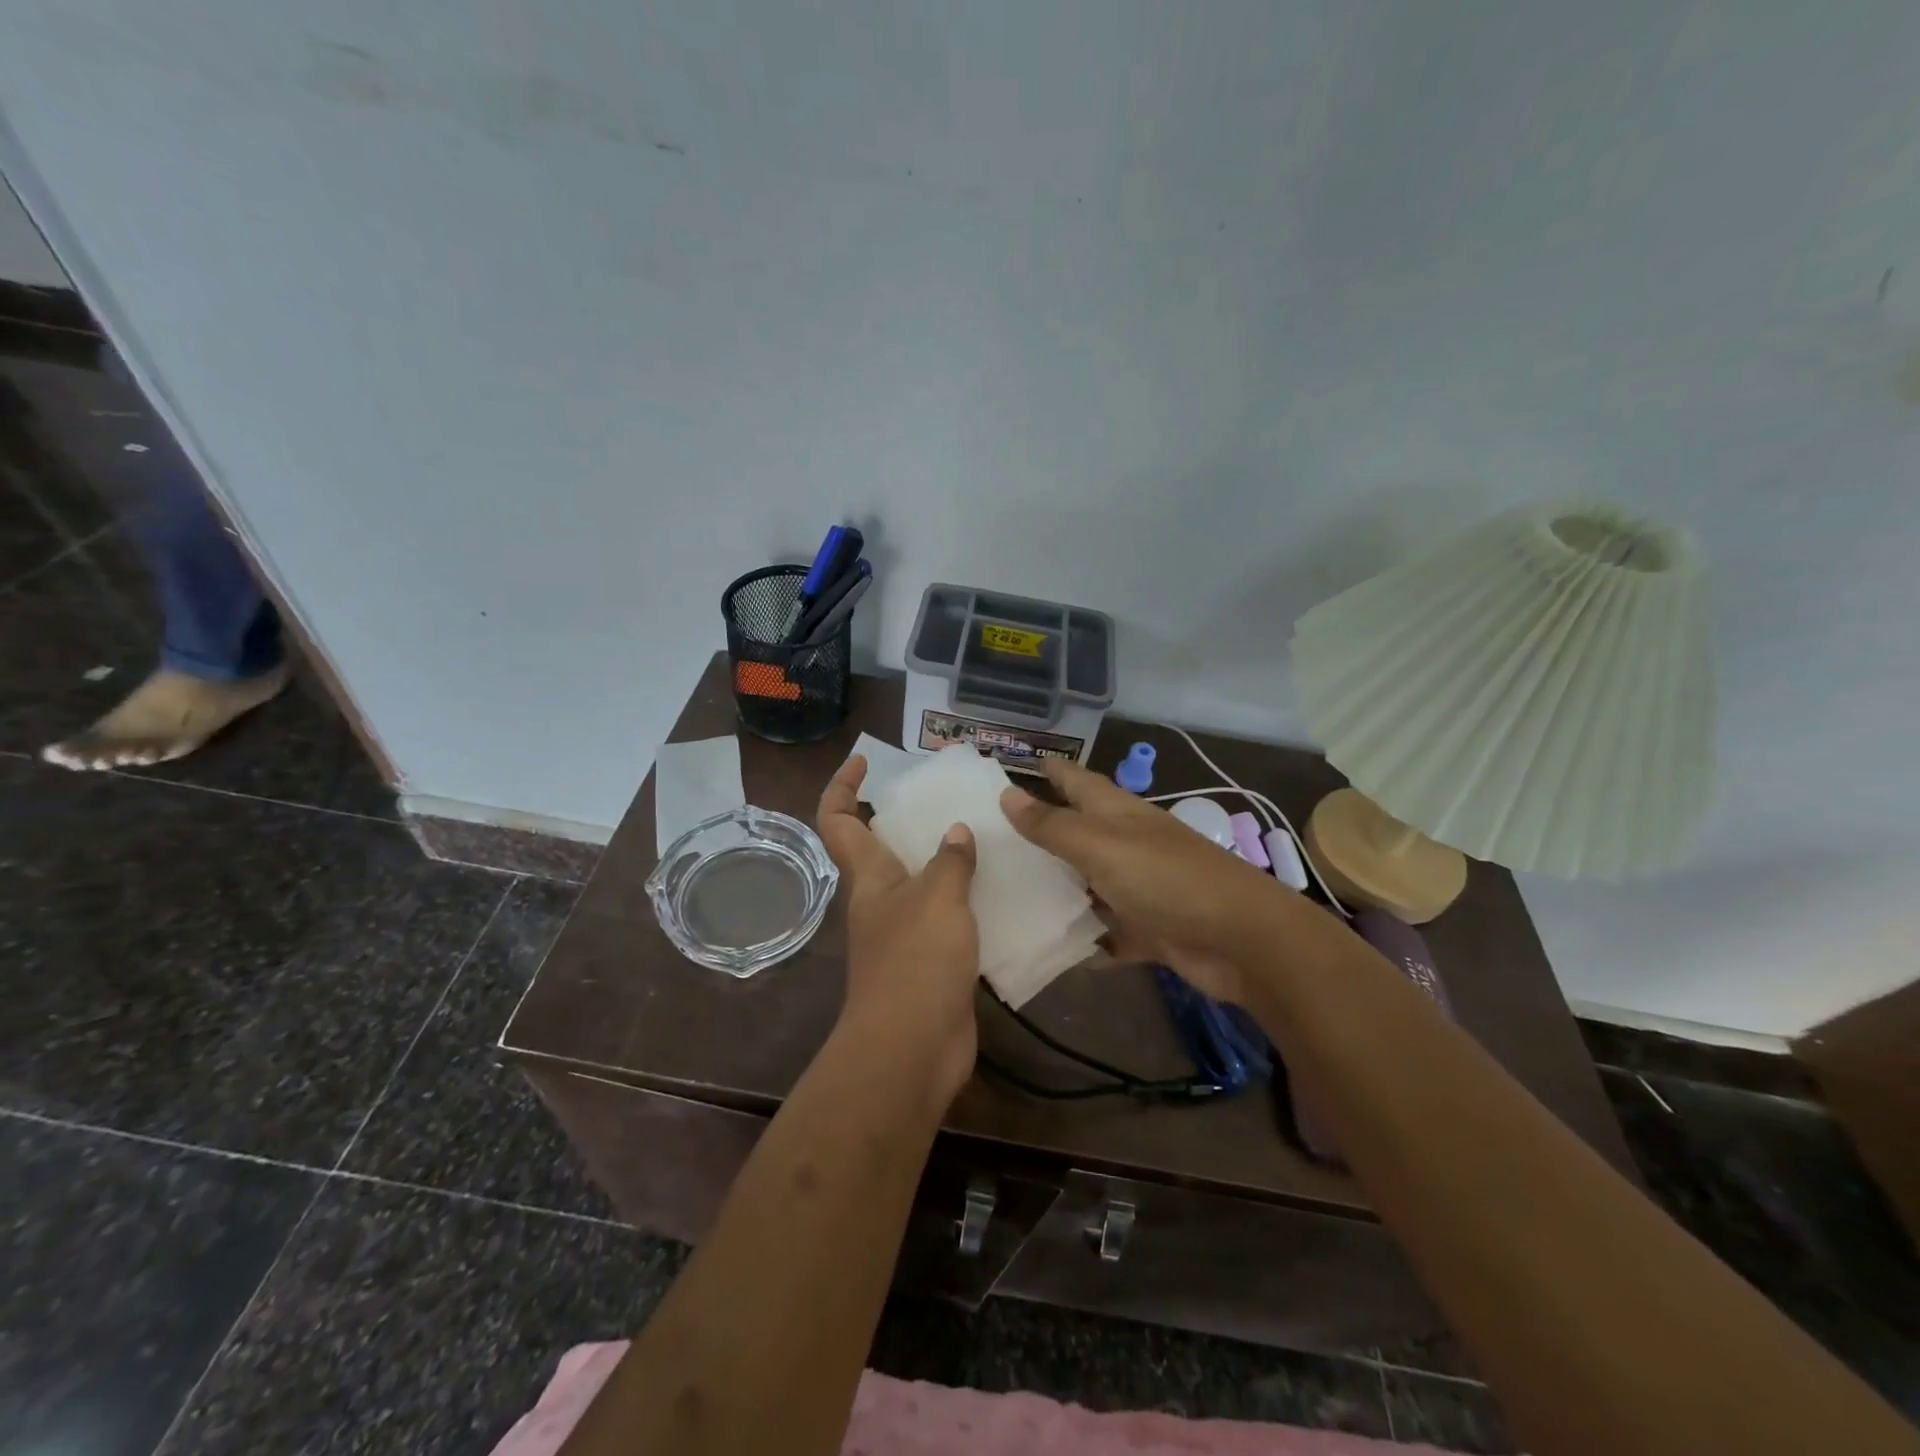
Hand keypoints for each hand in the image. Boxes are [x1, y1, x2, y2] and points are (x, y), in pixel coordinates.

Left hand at [816, 755, 980, 1104]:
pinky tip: (1002, 894)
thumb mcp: (938, 899)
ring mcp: (904, 934)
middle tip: (947, 800)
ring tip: (986, 839)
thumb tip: (956, 833)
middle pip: (879, 848)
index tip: (865, 761)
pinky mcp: (930, 963)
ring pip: (919, 884)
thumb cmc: (916, 961)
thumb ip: (950, 862)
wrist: (913, 1048)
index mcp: (870, 877)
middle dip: (904, 820)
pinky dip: (968, 902)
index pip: (839, 820)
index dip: (843, 786)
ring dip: (944, 862)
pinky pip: (948, 919)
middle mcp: (880, 901)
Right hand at [1000, 760, 1287, 1005]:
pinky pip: (1104, 930)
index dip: (1049, 770)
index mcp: (1116, 812)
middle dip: (1039, 834)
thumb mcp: (1101, 846)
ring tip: (1004, 895)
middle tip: (987, 840)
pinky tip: (1048, 946)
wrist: (1240, 940)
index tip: (1011, 766)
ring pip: (1086, 883)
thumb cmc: (1166, 879)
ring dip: (1055, 889)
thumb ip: (1053, 825)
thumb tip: (1006, 793)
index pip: (1075, 780)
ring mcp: (1137, 887)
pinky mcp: (1146, 928)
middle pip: (1076, 832)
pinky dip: (1084, 937)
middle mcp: (1125, 844)